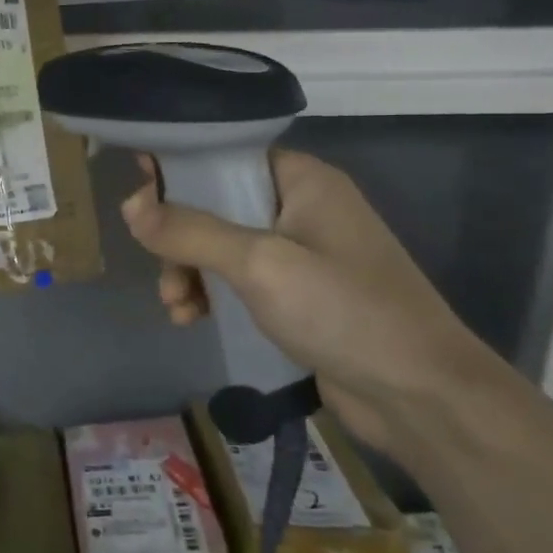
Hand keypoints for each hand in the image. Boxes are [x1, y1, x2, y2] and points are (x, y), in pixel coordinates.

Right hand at [122, 148, 507, 457]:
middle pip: (216, 204)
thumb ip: (190, 231)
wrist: (422, 397)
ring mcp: (302, 255)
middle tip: (160, 266)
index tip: (138, 191)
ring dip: (189, 271)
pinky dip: (211, 294)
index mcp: (302, 180)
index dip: (180, 169)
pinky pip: (239, 281)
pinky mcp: (299, 296)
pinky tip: (192, 320)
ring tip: (176, 306)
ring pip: (221, 247)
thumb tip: (130, 206)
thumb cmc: (344, 310)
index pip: (226, 155)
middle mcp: (302, 208)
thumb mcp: (259, 263)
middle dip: (179, 237)